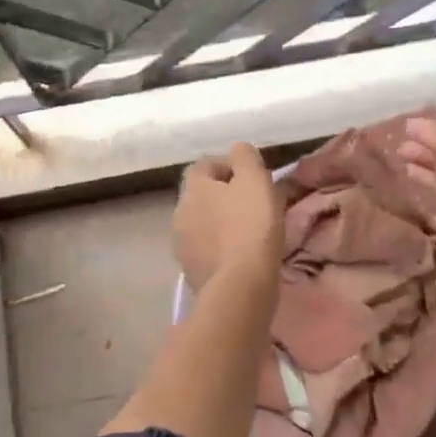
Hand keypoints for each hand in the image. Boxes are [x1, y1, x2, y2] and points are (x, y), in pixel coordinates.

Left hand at [175, 142, 282, 289]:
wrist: (240, 286)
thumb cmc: (251, 225)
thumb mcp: (255, 180)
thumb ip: (245, 158)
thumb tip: (237, 150)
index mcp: (193, 188)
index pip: (203, 166)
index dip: (227, 168)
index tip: (251, 179)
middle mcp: (180, 212)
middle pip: (201, 197)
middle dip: (223, 198)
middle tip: (253, 206)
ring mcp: (182, 245)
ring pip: (202, 225)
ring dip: (220, 225)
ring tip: (249, 234)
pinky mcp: (190, 272)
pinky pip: (206, 251)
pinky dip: (220, 250)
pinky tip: (241, 258)